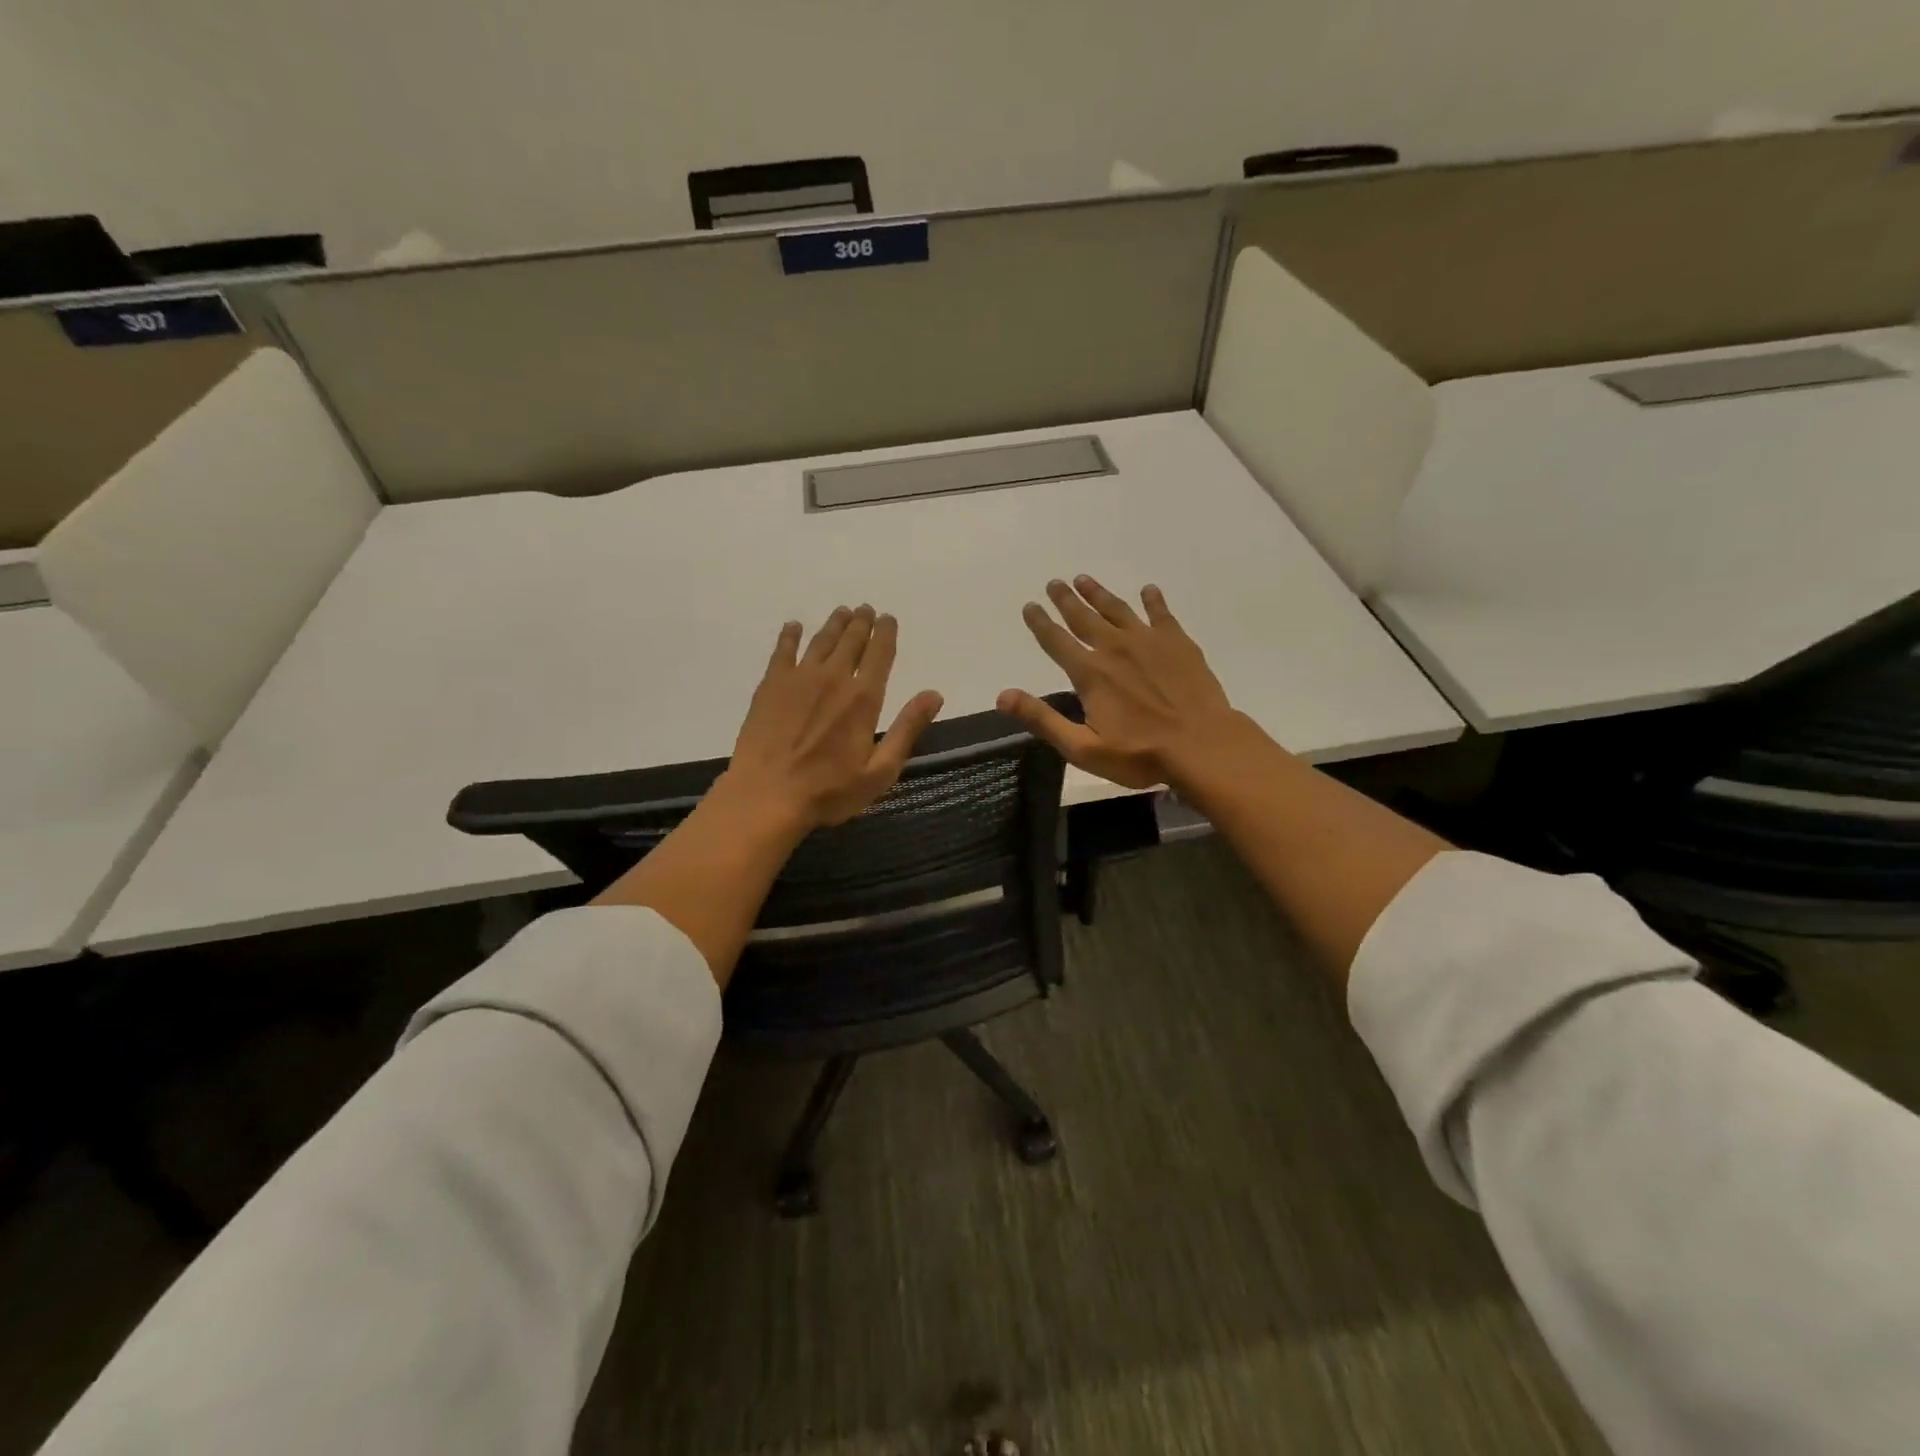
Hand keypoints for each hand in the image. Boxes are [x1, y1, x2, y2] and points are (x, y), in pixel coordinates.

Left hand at [724, 604, 943, 829]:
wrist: (766, 795)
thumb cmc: (828, 791)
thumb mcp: (880, 770)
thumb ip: (907, 728)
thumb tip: (934, 694)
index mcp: (864, 698)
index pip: (880, 653)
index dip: (886, 632)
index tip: (888, 618)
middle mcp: (834, 677)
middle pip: (851, 640)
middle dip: (861, 622)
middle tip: (865, 609)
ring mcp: (799, 678)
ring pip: (821, 640)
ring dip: (834, 624)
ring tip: (842, 612)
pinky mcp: (771, 685)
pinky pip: (783, 650)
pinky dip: (791, 635)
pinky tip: (794, 627)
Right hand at [998, 576, 1247, 790]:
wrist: (1203, 745)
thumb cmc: (1140, 754)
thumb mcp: (1083, 748)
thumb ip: (1043, 720)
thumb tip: (1003, 696)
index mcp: (1090, 673)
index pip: (1056, 641)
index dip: (1040, 622)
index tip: (1030, 606)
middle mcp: (1115, 648)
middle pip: (1084, 617)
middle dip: (1066, 599)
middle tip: (1055, 582)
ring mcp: (1149, 641)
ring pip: (1117, 609)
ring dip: (1099, 594)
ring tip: (1084, 580)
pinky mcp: (1178, 643)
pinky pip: (1161, 614)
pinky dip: (1152, 600)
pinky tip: (1148, 590)